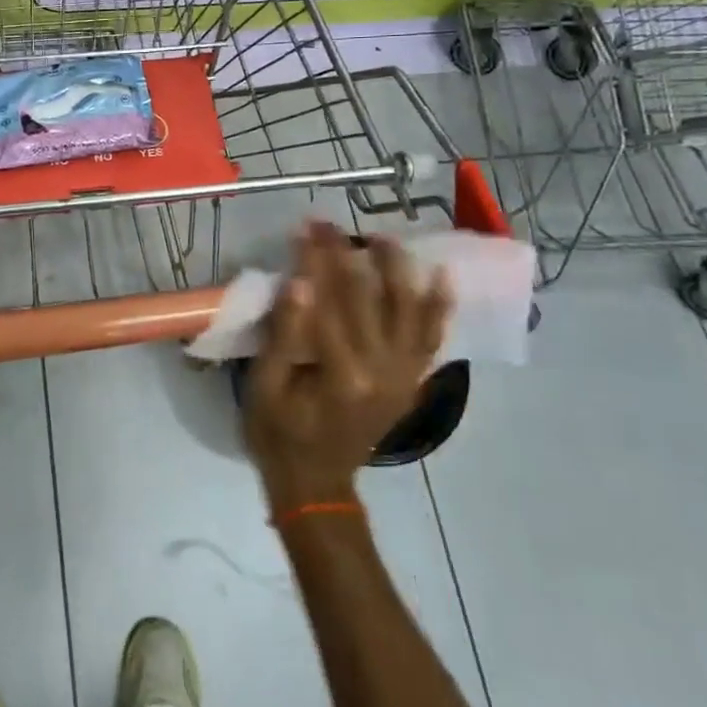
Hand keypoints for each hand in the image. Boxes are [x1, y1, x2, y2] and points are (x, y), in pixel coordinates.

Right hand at [243, 221, 453, 510]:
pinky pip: (431, 338)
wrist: (317, 483)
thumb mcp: (265, 386)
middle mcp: (383, 370)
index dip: (315, 259)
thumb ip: (284, 335)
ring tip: (383, 238)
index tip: (305, 227)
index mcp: (342, 373)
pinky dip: (438, 307)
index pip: (329, 300)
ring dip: (398, 269)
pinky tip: (441, 277)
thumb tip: (299, 283)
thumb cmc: (278, 434)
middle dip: (346, 253)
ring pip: (409, 311)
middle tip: (329, 224)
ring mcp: (404, 376)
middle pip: (366, 297)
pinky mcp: (411, 381)